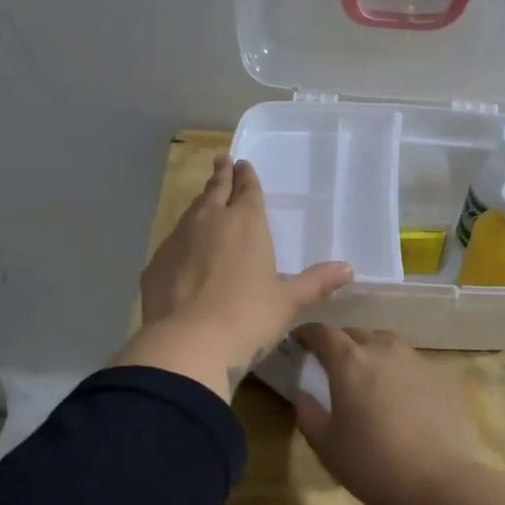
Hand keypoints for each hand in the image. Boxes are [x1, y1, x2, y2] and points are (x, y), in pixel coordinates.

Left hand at [114, 156, 351, 399]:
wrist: (188, 343)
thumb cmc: (248, 318)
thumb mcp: (287, 303)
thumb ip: (315, 283)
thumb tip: (348, 269)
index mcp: (246, 223)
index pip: (247, 189)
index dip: (246, 176)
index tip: (242, 163)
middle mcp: (209, 221)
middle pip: (215, 190)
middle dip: (221, 176)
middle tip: (221, 161)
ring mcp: (178, 239)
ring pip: (191, 212)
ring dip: (200, 204)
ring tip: (204, 200)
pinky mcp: (155, 263)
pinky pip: (172, 242)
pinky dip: (181, 239)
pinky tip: (182, 251)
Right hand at [292, 324, 480, 504]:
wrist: (441, 484)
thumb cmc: (373, 464)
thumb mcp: (326, 446)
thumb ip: (308, 413)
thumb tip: (305, 395)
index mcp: (349, 361)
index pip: (322, 332)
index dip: (307, 334)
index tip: (299, 342)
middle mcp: (383, 349)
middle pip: (356, 333)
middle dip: (340, 343)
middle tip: (332, 365)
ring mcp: (417, 361)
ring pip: (387, 344)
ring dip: (371, 353)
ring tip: (368, 378)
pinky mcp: (442, 378)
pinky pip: (412, 365)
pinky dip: (399, 372)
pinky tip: (401, 399)